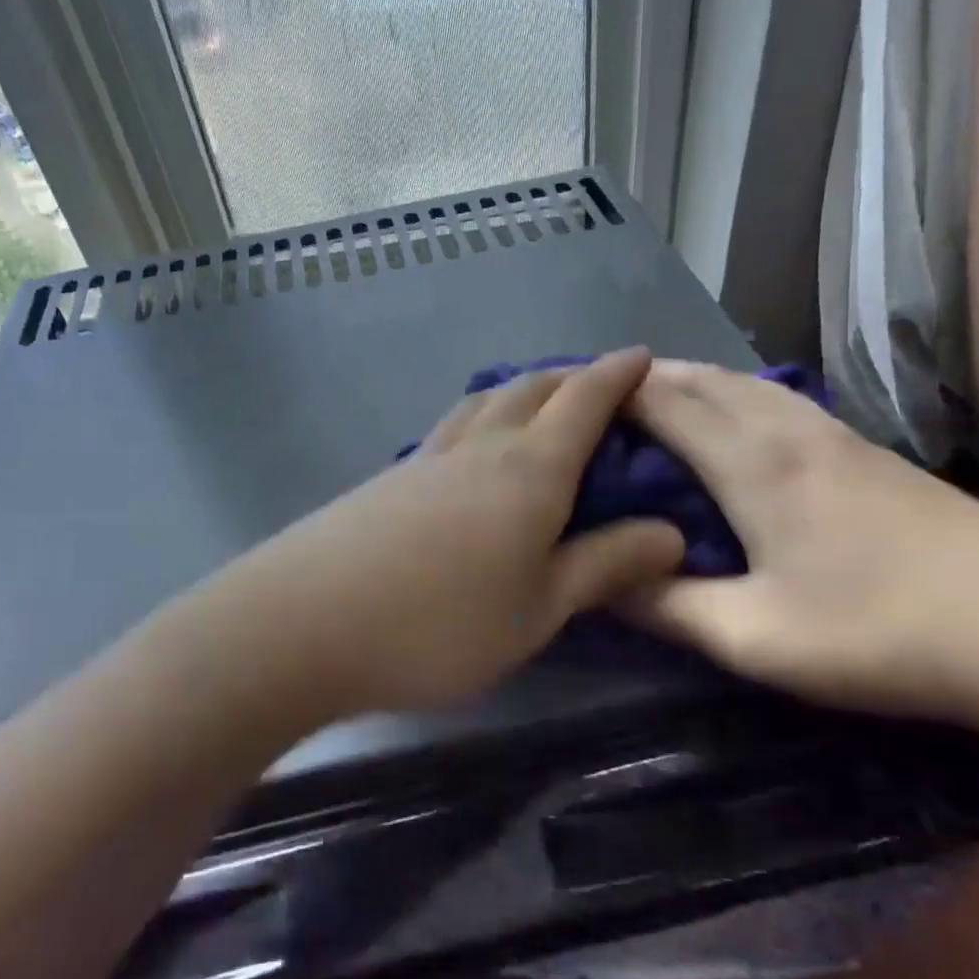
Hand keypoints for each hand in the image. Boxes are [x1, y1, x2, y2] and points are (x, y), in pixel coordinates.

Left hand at [168, 349, 685, 716]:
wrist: (305, 622)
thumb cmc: (441, 623)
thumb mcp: (540, 608)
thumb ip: (605, 565)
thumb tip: (672, 532)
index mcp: (530, 469)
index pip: (583, 402)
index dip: (617, 375)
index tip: (642, 355)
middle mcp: (479, 447)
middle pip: (530, 389)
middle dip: (569, 377)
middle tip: (596, 382)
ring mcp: (426, 459)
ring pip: (482, 403)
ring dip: (518, 391)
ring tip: (536, 402)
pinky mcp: (387, 480)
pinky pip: (449, 431)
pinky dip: (477, 420)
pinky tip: (471, 449)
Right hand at [624, 359, 978, 728]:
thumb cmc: (883, 635)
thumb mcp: (755, 639)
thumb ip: (667, 608)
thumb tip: (598, 582)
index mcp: (752, 462)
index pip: (661, 401)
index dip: (606, 393)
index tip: (561, 400)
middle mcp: (786, 428)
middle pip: (698, 378)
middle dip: (638, 380)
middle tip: (590, 401)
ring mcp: (832, 432)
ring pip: (739, 381)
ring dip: (685, 381)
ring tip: (646, 401)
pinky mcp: (863, 449)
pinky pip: (773, 397)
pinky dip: (728, 394)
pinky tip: (729, 420)